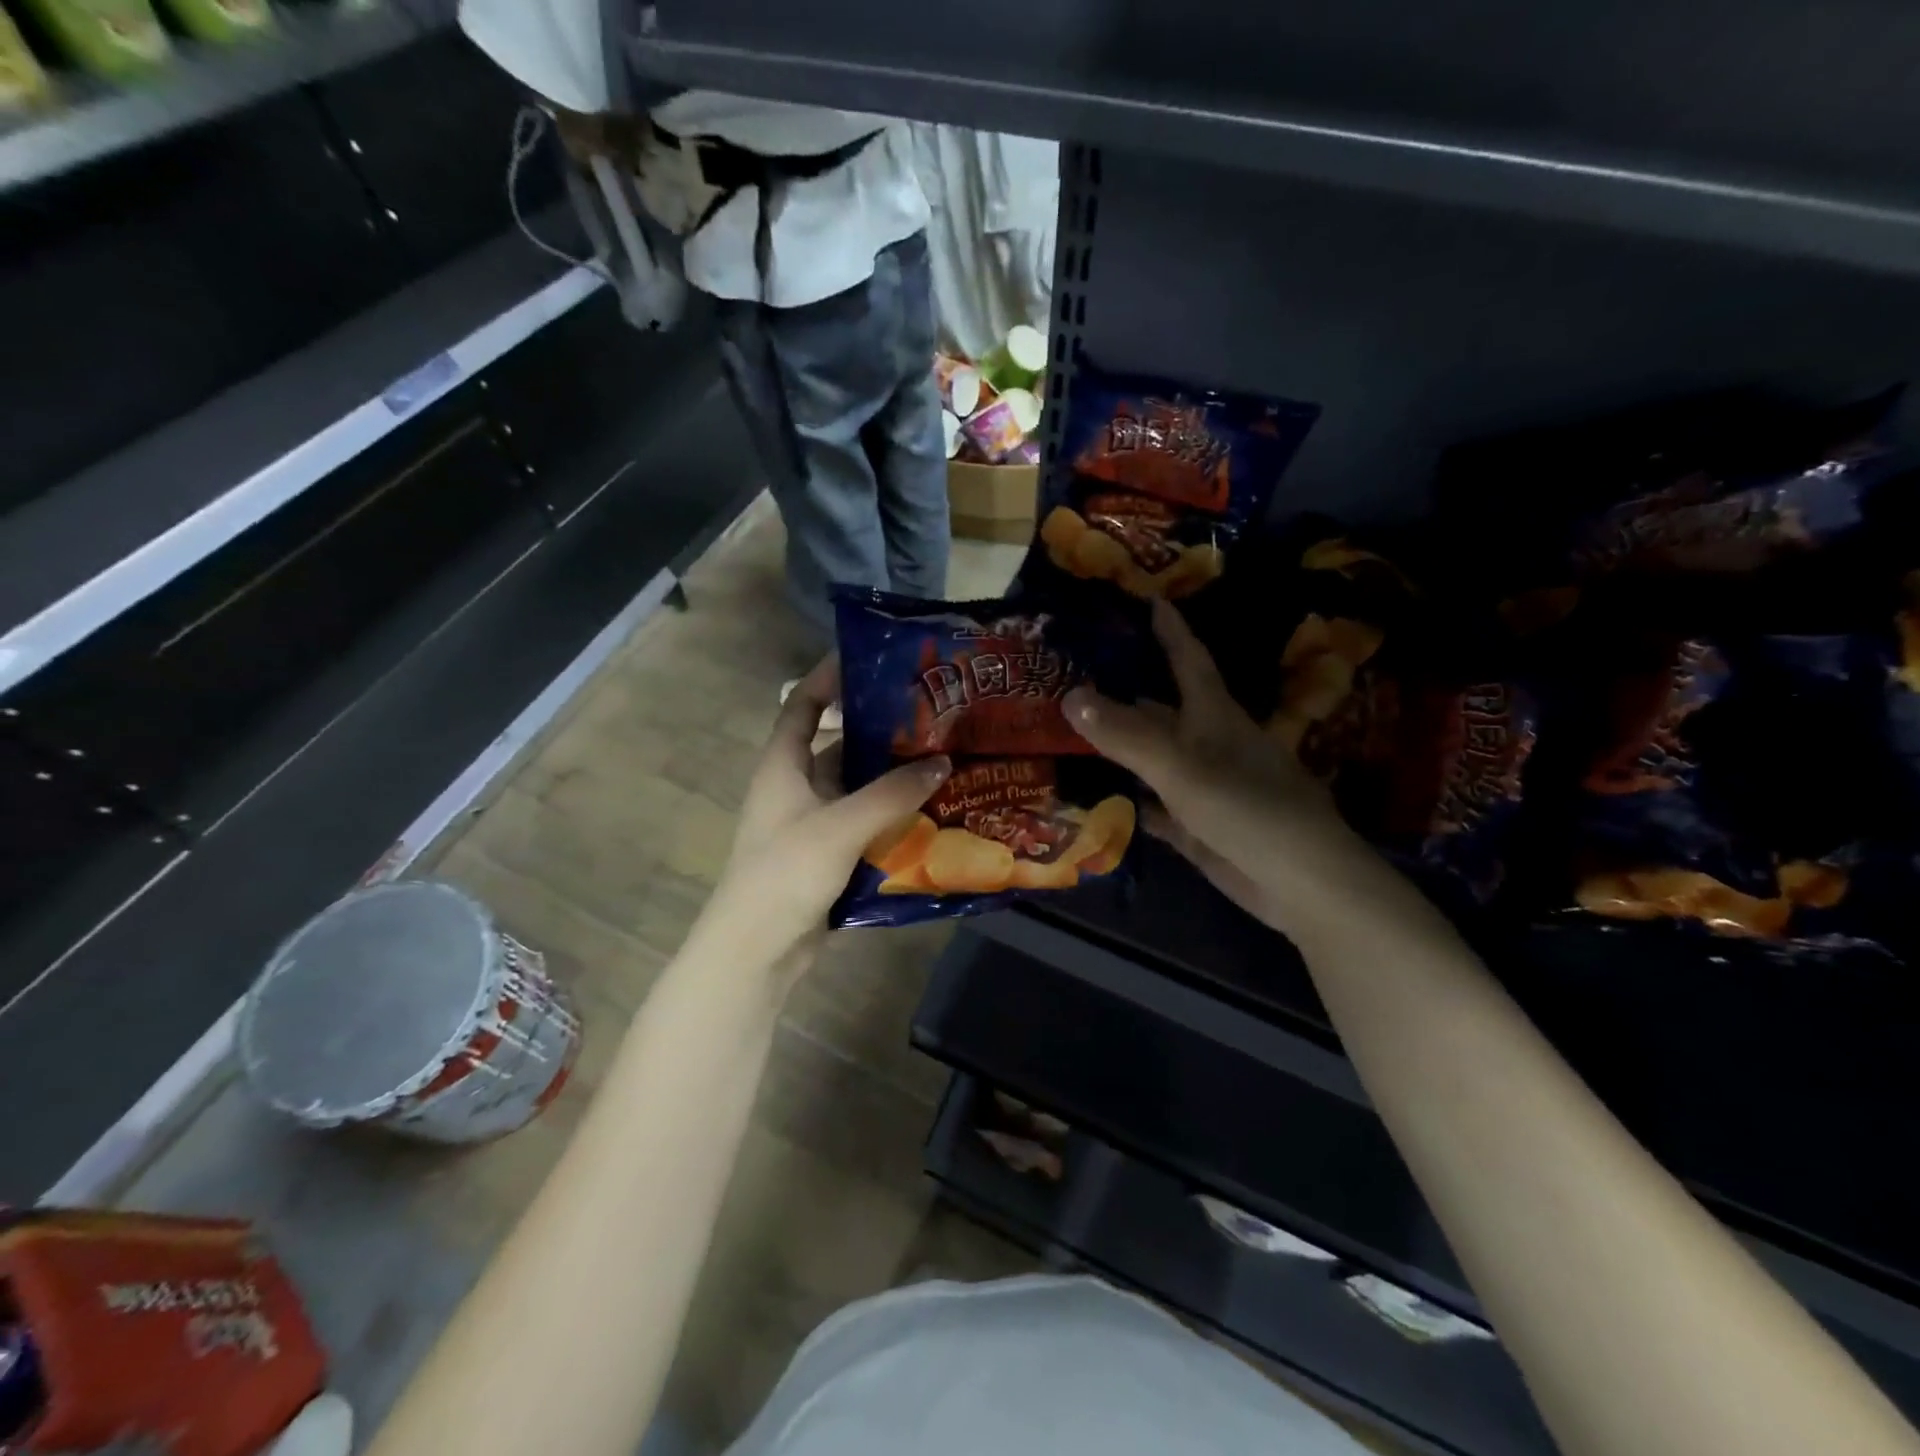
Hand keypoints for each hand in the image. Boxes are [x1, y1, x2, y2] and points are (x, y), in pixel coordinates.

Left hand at [697, 658, 950, 976]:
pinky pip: (862, 820)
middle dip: (876, 728)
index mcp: (783, 765)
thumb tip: (942, 761)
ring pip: (853, 784)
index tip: (869, 659)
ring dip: (888, 774)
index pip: (801, 704)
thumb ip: (892, 793)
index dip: (827, 677)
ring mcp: (810, 821)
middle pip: (836, 743)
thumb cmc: (786, 872)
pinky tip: (927, 810)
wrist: (757, 950)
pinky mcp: (826, 853)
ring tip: (938, 757)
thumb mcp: (841, 825)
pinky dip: (889, 812)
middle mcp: (794, 786)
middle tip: (925, 714)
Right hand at [1063, 599, 1376, 933]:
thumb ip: (1126, 734)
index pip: (1187, 658)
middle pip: (1158, 708)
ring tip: (1062, 733)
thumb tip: (1069, 695)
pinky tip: (1089, 797)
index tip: (1145, 597)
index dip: (1168, 628)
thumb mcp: (1181, 766)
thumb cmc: (1247, 808)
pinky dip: (1123, 800)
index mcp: (1213, 714)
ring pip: (1149, 757)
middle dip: (1119, 692)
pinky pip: (1150, 805)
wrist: (1299, 881)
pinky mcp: (1194, 825)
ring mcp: (1200, 786)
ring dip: (1114, 748)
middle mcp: (1206, 742)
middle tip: (1067, 678)